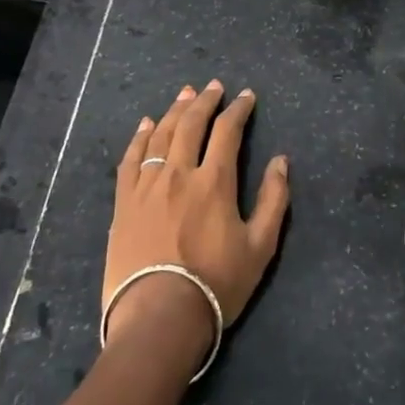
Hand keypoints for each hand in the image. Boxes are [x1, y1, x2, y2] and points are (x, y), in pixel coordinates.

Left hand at [104, 81, 290, 349]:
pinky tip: (146, 125)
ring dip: (174, 111)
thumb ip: (274, 199)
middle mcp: (178, 174)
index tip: (246, 96)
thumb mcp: (260, 246)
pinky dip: (139, 137)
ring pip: (160, 136)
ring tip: (184, 95)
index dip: (238, 109)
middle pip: (191, 124)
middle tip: (214, 86)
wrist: (158, 318)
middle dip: (205, 101)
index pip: (227, 131)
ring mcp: (146, 187)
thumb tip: (281, 160)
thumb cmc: (216, 284)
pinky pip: (130, 159)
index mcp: (214, 182)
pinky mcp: (123, 204)